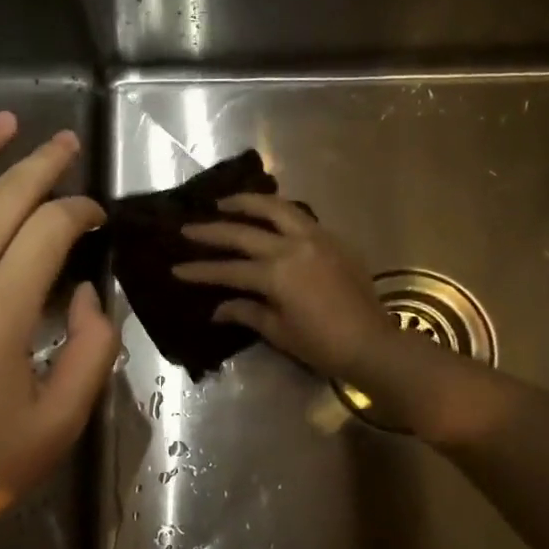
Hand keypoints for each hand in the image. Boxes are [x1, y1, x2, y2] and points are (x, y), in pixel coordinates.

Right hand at [173, 195, 391, 382]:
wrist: (372, 343)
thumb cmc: (321, 344)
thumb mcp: (278, 331)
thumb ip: (246, 312)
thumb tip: (218, 308)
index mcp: (276, 274)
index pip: (228, 269)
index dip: (200, 270)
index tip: (175, 269)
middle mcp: (292, 247)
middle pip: (244, 232)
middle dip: (212, 230)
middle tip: (187, 227)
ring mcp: (315, 238)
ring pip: (275, 209)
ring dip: (247, 203)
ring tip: (225, 203)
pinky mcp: (332, 240)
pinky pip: (299, 216)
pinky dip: (277, 212)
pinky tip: (265, 215)